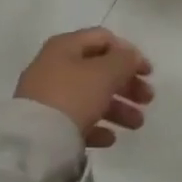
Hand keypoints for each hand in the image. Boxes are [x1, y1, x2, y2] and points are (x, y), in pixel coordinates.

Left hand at [14, 28, 154, 148]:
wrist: (33, 142)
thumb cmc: (73, 96)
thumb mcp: (106, 72)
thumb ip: (125, 60)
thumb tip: (132, 57)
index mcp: (66, 46)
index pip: (103, 39)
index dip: (129, 52)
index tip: (148, 72)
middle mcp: (54, 66)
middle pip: (98, 70)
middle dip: (127, 84)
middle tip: (148, 99)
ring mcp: (48, 97)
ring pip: (90, 96)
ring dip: (118, 108)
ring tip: (137, 124)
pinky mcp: (45, 125)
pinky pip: (77, 120)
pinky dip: (97, 126)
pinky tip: (110, 139)